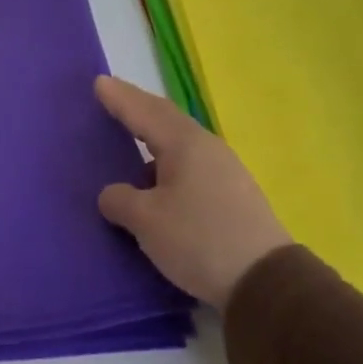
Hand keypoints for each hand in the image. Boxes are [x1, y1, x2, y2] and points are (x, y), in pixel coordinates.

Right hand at [95, 75, 291, 306]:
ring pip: (179, 144)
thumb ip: (120, 200)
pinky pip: (188, 166)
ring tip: (131, 137)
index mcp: (185, 146)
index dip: (120, 99)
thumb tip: (113, 194)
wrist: (263, 281)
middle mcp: (207, 149)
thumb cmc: (198, 240)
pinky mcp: (230, 196)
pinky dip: (164, 162)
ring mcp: (224, 172)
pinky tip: (155, 178)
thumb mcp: (146, 221)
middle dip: (137, 108)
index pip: (145, 113)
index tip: (98, 82)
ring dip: (152, 136)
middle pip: (166, 120)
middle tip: (112, 98)